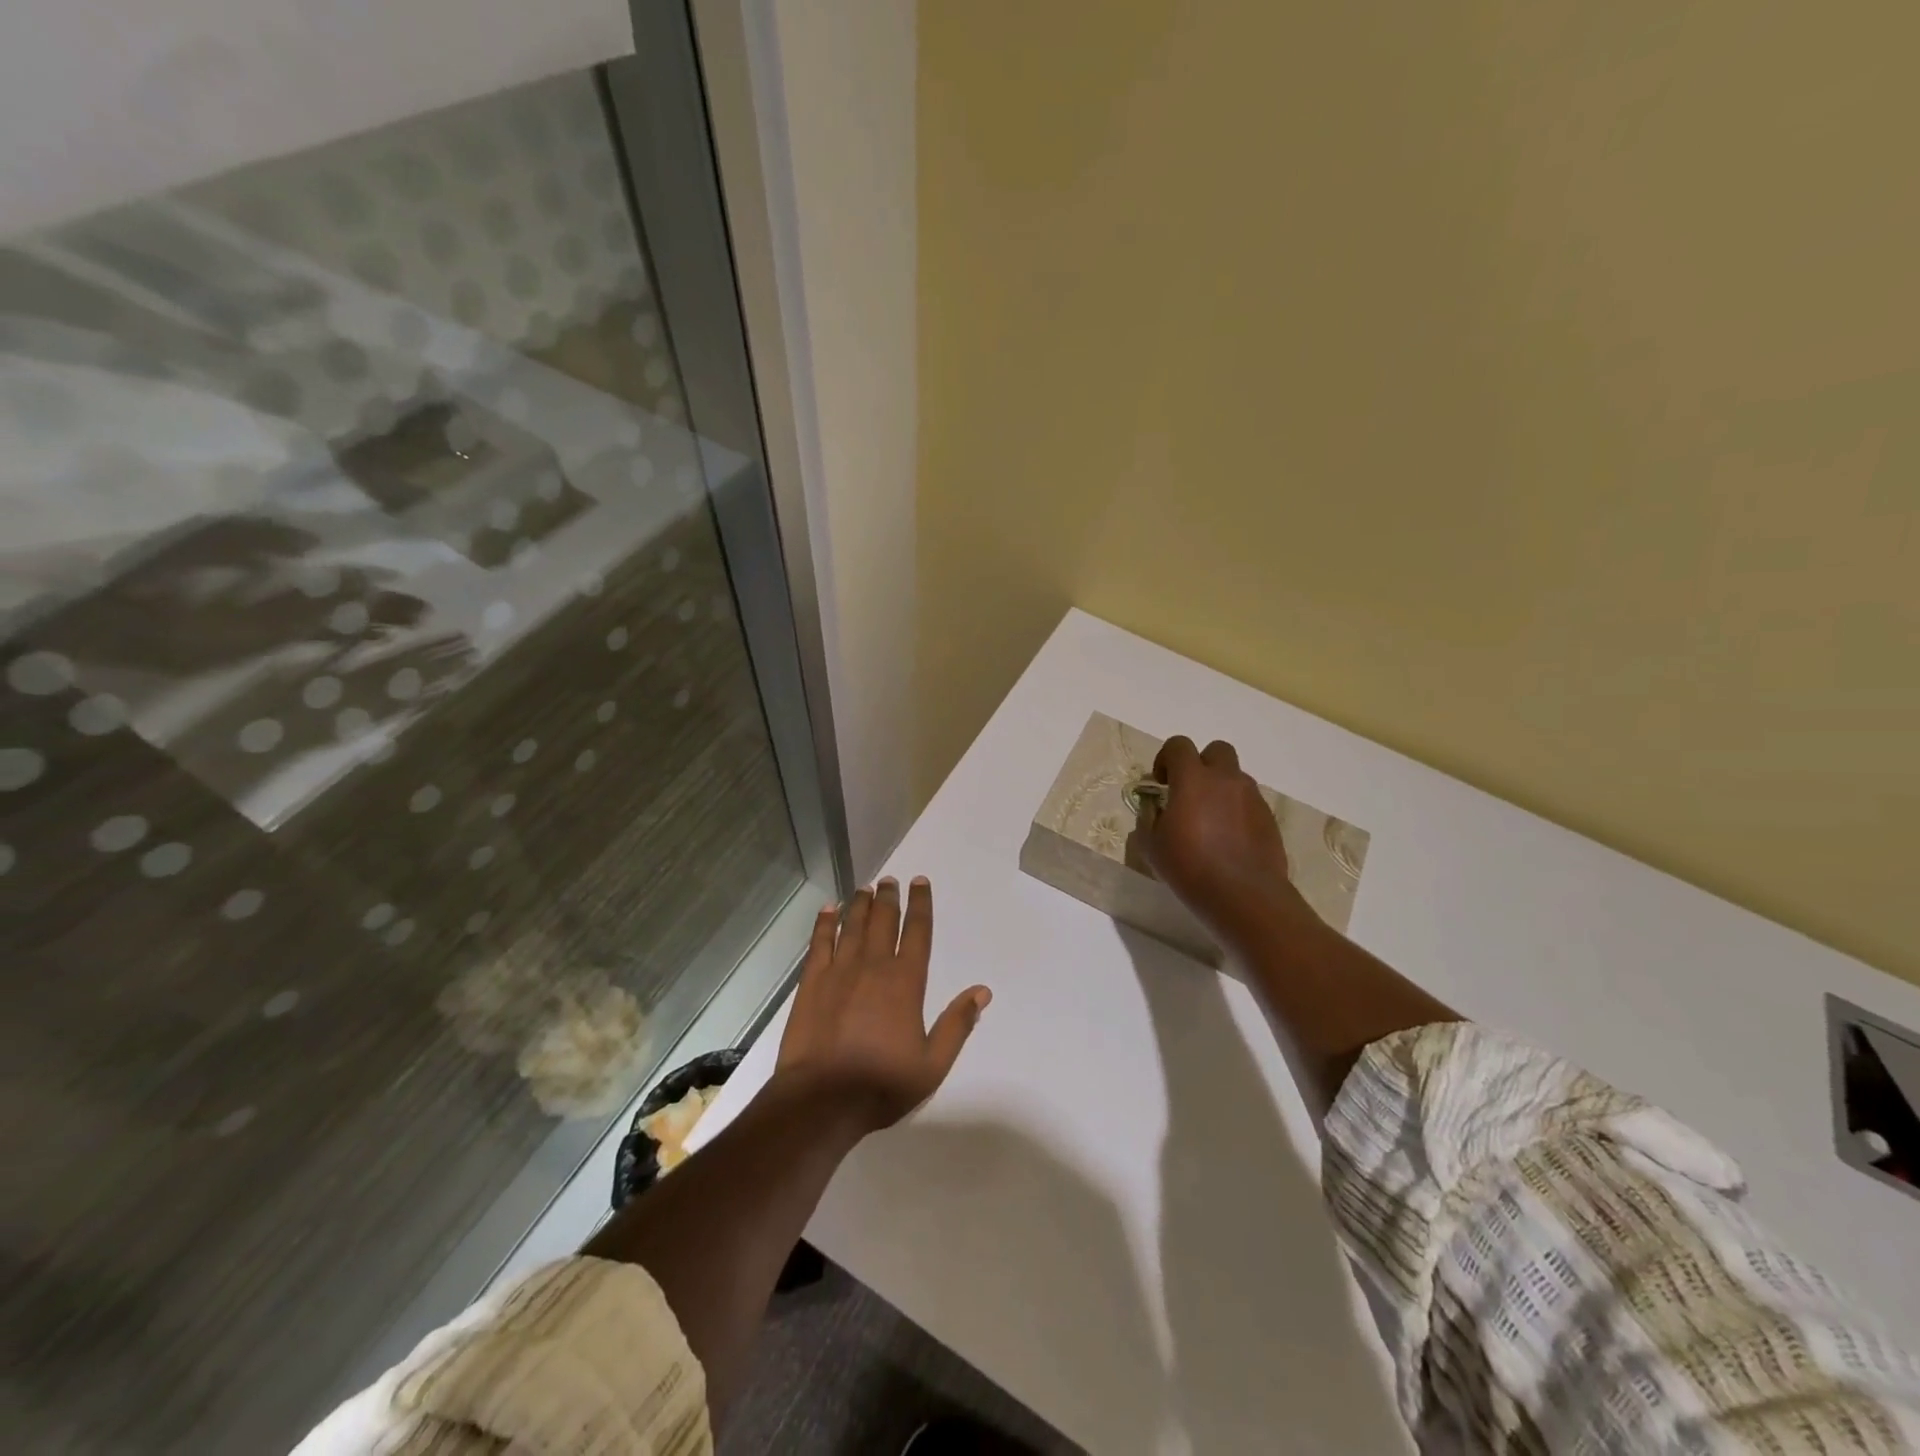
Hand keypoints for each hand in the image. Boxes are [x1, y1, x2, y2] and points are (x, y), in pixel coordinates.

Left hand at [773, 877, 990, 1133]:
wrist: (822, 1100)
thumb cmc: (881, 1084)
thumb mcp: (932, 1064)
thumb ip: (957, 1025)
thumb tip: (982, 991)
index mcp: (905, 982)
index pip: (918, 933)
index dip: (921, 904)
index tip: (920, 882)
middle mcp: (874, 967)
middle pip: (884, 921)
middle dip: (889, 897)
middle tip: (890, 880)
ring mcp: (839, 971)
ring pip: (853, 926)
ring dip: (861, 904)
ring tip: (866, 887)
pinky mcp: (812, 982)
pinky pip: (820, 943)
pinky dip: (825, 923)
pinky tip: (829, 909)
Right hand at [1141, 736, 1309, 944]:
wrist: (1244, 896)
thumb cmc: (1190, 868)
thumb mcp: (1152, 846)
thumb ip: (1149, 818)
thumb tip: (1154, 808)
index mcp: (1193, 779)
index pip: (1179, 745)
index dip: (1166, 758)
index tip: (1161, 783)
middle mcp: (1226, 780)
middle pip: (1216, 750)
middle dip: (1201, 764)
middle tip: (1189, 792)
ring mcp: (1252, 797)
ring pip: (1235, 777)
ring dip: (1220, 788)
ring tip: (1210, 820)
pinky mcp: (1268, 818)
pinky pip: (1249, 801)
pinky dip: (1237, 810)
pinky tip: (1228, 839)